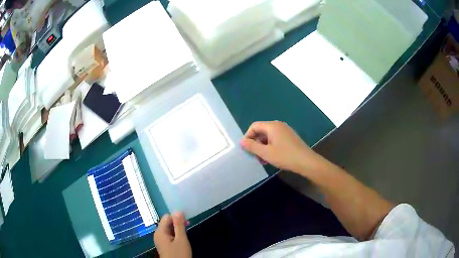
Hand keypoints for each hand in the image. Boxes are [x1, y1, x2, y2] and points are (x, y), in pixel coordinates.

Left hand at [154, 212, 191, 257]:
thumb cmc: (179, 254)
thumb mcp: (181, 239)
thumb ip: (179, 225)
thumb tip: (178, 211)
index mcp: (160, 231)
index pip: (167, 217)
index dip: (177, 217)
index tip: (187, 221)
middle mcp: (158, 234)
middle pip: (167, 223)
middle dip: (177, 223)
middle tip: (188, 226)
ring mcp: (160, 240)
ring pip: (168, 229)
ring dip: (177, 229)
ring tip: (185, 234)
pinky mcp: (163, 244)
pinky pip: (168, 235)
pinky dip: (175, 234)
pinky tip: (181, 239)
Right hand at [241, 121, 322, 174]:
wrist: (306, 161)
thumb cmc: (285, 156)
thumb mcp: (265, 153)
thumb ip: (252, 146)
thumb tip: (241, 141)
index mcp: (272, 126)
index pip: (254, 126)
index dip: (248, 136)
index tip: (247, 149)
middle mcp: (278, 125)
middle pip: (261, 130)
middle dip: (255, 143)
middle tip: (255, 156)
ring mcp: (285, 130)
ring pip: (268, 136)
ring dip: (263, 146)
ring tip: (263, 160)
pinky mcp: (290, 137)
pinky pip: (275, 139)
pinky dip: (270, 146)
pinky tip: (271, 157)